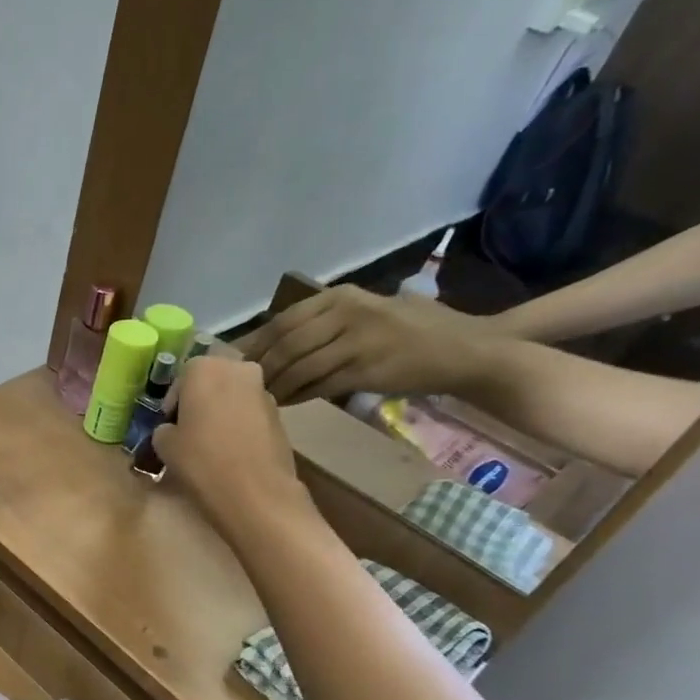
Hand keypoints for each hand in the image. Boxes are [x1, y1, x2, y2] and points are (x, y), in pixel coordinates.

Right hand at [151, 357, 317, 539]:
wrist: (255, 492)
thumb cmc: (201, 460)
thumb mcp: (163, 445)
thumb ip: (164, 429)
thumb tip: (171, 430)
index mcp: (204, 368)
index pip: (180, 379)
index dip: (172, 404)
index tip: (169, 426)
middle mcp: (237, 369)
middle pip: (210, 382)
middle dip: (199, 402)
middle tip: (189, 431)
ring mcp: (263, 391)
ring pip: (233, 397)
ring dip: (221, 413)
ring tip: (212, 444)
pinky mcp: (280, 415)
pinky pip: (250, 414)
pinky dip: (239, 426)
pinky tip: (232, 452)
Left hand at [243, 285, 492, 403]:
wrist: (466, 350)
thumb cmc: (416, 331)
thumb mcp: (369, 311)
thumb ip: (327, 321)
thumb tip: (277, 342)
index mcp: (342, 296)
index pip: (284, 320)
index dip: (255, 343)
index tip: (233, 361)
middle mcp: (347, 312)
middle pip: (285, 343)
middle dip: (260, 367)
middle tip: (242, 386)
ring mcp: (358, 339)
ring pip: (299, 365)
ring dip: (276, 385)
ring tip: (260, 398)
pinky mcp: (367, 368)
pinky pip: (319, 385)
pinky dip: (297, 395)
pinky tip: (285, 403)